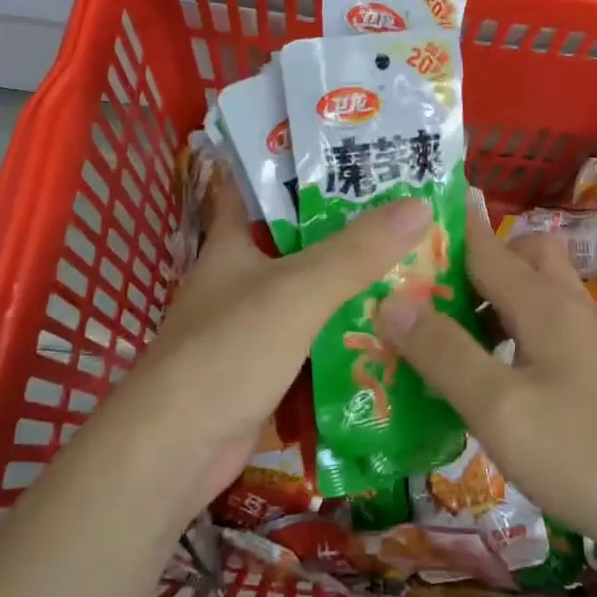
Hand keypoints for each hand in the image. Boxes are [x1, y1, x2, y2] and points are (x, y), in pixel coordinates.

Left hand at [88, 174, 432, 527]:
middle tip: (404, 209)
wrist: (175, 450)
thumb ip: (356, 252)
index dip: (291, 163)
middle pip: (296, 241)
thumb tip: (420, 205)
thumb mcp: (297, 291)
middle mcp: (239, 278)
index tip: (340, 147)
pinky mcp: (262, 369)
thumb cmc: (228, 351)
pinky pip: (311, 340)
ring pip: (308, 292)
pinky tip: (387, 329)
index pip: (255, 186)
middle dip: (343, 227)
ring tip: (411, 263)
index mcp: (232, 243)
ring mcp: (250, 326)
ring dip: (349, 283)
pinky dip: (342, 333)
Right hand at [378, 194, 596, 573]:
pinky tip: (496, 385)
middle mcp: (568, 308)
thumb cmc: (592, 455)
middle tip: (425, 298)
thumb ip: (445, 354)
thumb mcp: (502, 410)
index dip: (441, 229)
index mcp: (542, 302)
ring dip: (490, 306)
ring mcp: (592, 341)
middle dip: (470, 266)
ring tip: (444, 343)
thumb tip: (390, 299)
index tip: (394, 228)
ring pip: (533, 297)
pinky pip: (546, 335)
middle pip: (518, 257)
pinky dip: (513, 341)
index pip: (482, 242)